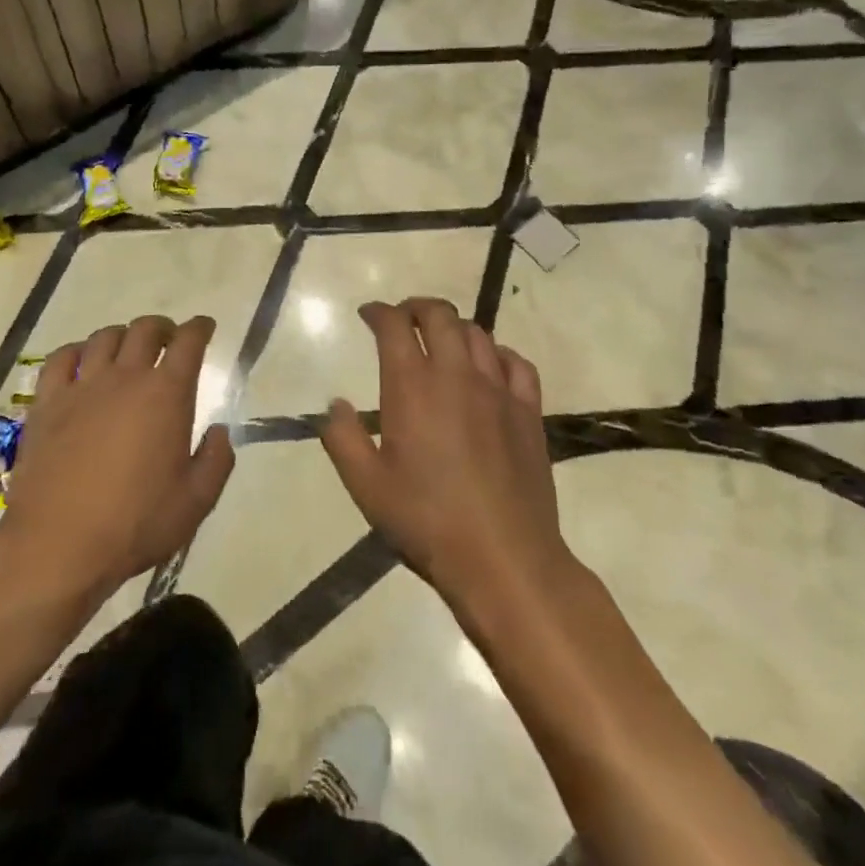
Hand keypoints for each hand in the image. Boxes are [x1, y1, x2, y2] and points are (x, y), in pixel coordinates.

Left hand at [1, 314, 234, 598]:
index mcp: (166, 394)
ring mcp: (82, 387)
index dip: (200, 328)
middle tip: (168, 339)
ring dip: (122, 335)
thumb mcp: (196, 501)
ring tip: (127, 349)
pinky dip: (76, 351)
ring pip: (104, 338)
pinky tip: (81, 361)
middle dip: (162, 328)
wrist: (58, 545)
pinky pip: (61, 359)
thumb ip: (216, 460)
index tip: (205, 326)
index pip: (188, 342)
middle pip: (145, 330)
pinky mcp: (47, 403)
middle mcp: (125, 377)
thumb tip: (219, 431)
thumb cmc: (135, 524)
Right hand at [320, 298, 568, 609]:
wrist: (504, 558)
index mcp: (412, 387)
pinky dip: (497, 353)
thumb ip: (343, 439)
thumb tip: (335, 404)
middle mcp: (456, 375)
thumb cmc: (427, 521)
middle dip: (416, 307)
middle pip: (440, 315)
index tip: (368, 314)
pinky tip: (489, 366)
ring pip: (477, 334)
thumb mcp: (366, 486)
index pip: (394, 326)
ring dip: (454, 327)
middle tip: (403, 318)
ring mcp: (498, 390)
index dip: (379, 312)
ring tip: (441, 340)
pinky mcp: (528, 411)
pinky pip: (516, 363)